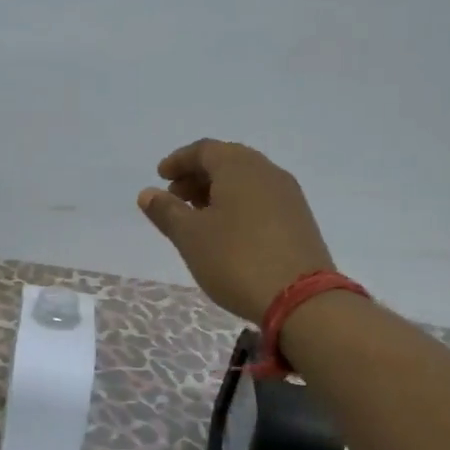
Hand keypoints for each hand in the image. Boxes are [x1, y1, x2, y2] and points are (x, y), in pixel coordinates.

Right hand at [137, 138, 336, 321]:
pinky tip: (226, 231)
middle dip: (197, 176)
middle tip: (174, 197)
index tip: (160, 177)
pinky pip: (260, 199)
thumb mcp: (190, 236)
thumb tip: (148, 193)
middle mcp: (267, 172)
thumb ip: (166, 211)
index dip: (178, 161)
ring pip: (245, 181)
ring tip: (196, 217)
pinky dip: (237, 205)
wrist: (301, 299)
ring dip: (217, 192)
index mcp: (239, 167)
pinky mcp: (299, 220)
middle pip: (227, 162)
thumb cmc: (236, 259)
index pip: (204, 150)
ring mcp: (288, 196)